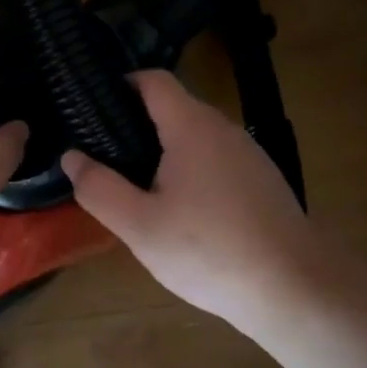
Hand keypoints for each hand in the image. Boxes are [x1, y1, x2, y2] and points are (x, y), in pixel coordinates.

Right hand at [61, 71, 327, 335]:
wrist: (293, 287)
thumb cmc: (209, 250)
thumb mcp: (139, 226)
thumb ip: (99, 189)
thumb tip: (73, 157)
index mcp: (191, 127)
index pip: (154, 80)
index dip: (121, 84)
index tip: (92, 108)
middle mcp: (223, 129)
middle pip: (173, 108)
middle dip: (137, 125)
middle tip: (105, 158)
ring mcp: (249, 154)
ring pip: (196, 138)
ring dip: (165, 152)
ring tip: (137, 187)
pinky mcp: (262, 181)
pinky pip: (216, 161)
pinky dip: (191, 171)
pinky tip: (182, 212)